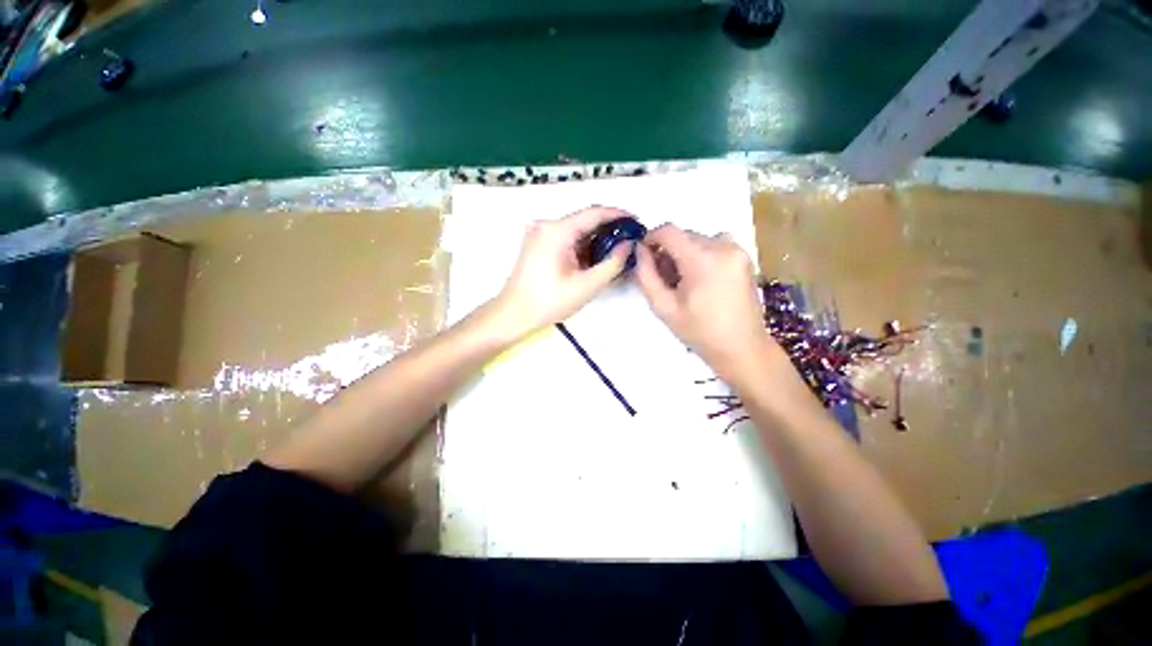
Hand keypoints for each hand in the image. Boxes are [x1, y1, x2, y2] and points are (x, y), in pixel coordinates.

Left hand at [492, 206, 632, 338]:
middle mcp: (546, 225)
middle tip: (629, 242)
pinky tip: (595, 258)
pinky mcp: (538, 243)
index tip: (636, 222)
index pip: (594, 213)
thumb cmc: (548, 302)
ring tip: (616, 252)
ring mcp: (539, 233)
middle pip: (585, 220)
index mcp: (556, 231)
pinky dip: (582, 246)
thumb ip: (612, 263)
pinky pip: (566, 238)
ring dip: (596, 239)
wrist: (514, 314)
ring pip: (576, 229)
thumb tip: (628, 245)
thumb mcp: (586, 285)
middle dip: (608, 230)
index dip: (618, 215)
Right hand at [635, 224, 779, 382]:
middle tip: (662, 278)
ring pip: (698, 240)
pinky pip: (714, 245)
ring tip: (682, 281)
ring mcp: (737, 250)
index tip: (643, 255)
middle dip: (667, 251)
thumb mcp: (663, 307)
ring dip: (684, 253)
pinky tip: (700, 279)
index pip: (669, 231)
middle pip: (684, 235)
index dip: (650, 238)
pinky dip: (700, 256)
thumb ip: (646, 275)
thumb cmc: (699, 332)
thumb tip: (639, 251)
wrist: (742, 348)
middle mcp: (723, 246)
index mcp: (702, 259)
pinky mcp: (744, 257)